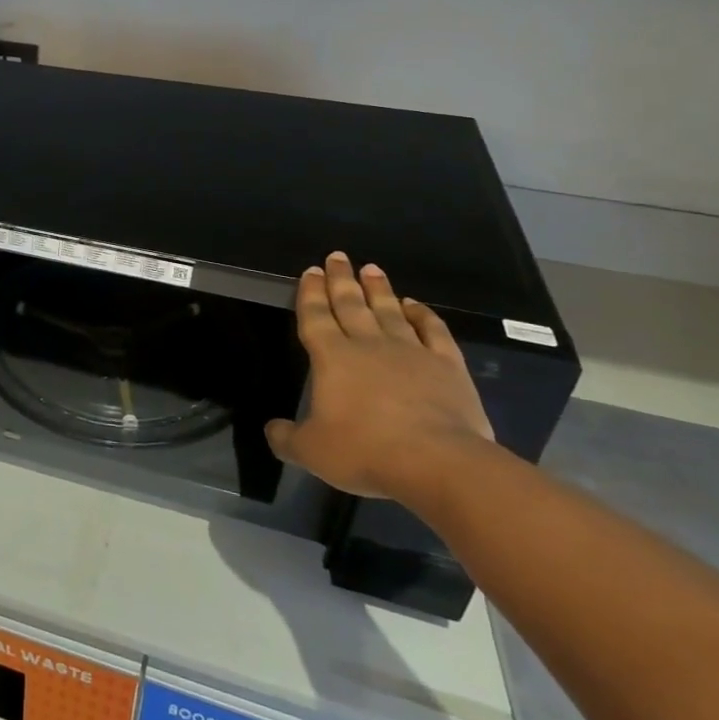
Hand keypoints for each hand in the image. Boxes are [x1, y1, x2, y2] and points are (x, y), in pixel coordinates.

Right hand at [266, 252, 494, 501]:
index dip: (310, 293)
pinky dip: (423, 315)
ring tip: (371, 268)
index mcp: (332, 358)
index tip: (310, 270)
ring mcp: (410, 352)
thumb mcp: (311, 452)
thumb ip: (286, 438)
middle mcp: (368, 345)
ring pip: (389, 311)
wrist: (438, 462)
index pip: (315, 316)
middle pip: (350, 304)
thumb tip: (272, 429)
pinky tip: (415, 305)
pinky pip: (433, 331)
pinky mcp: (447, 366)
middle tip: (337, 257)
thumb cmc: (366, 451)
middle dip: (341, 280)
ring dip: (378, 289)